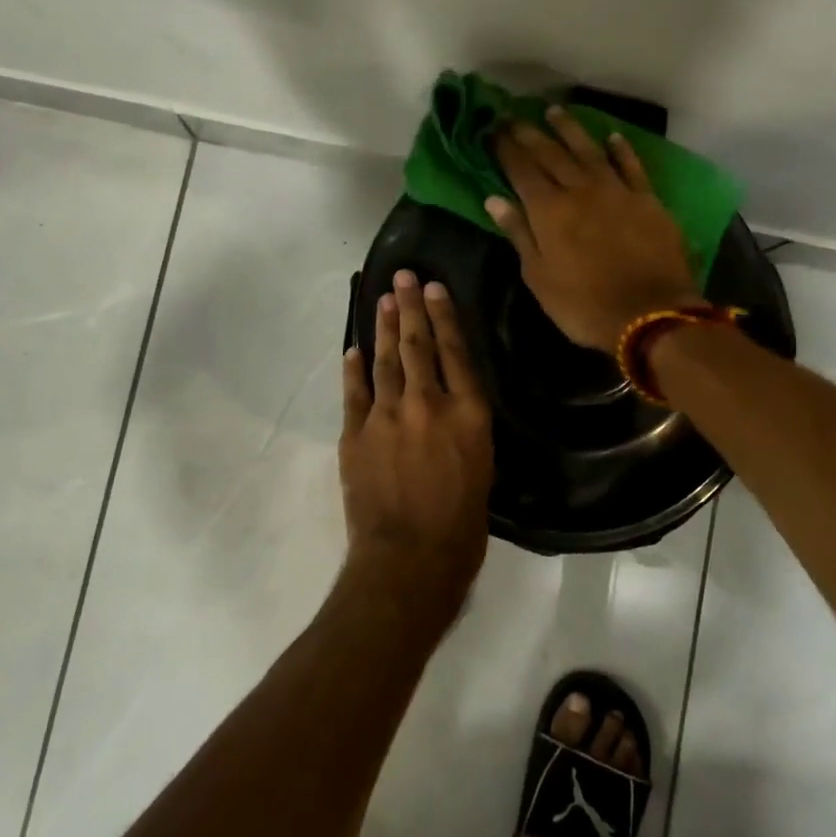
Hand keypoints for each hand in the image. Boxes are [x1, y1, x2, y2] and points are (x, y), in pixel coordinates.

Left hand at [339, 271, 493, 624]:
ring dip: (384, 328)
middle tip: (403, 277)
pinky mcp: (356, 434)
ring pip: (385, 361)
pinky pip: (354, 392)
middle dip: (409, 308)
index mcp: (468, 414)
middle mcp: (428, 404)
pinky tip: (353, 350)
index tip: (434, 288)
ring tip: (383, 300)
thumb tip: (452, 408)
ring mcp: (387, 416)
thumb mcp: (482, 470)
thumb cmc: (461, 526)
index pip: (455, 352)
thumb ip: (465, 430)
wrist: (409, 559)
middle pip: (417, 346)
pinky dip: (353, 369)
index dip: (443, 316)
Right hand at [489, 106, 699, 351]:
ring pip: (589, 150)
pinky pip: (631, 166)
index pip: (521, 170)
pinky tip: (612, 137)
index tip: (492, 130)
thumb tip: (494, 199)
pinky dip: (621, 149)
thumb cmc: (583, 305)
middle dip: (529, 133)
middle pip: (551, 154)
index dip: (505, 149)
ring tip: (554, 112)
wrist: (650, 315)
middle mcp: (580, 190)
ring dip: (570, 129)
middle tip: (513, 116)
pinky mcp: (648, 199)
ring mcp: (617, 191)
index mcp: (549, 211)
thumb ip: (518, 234)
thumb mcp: (539, 277)